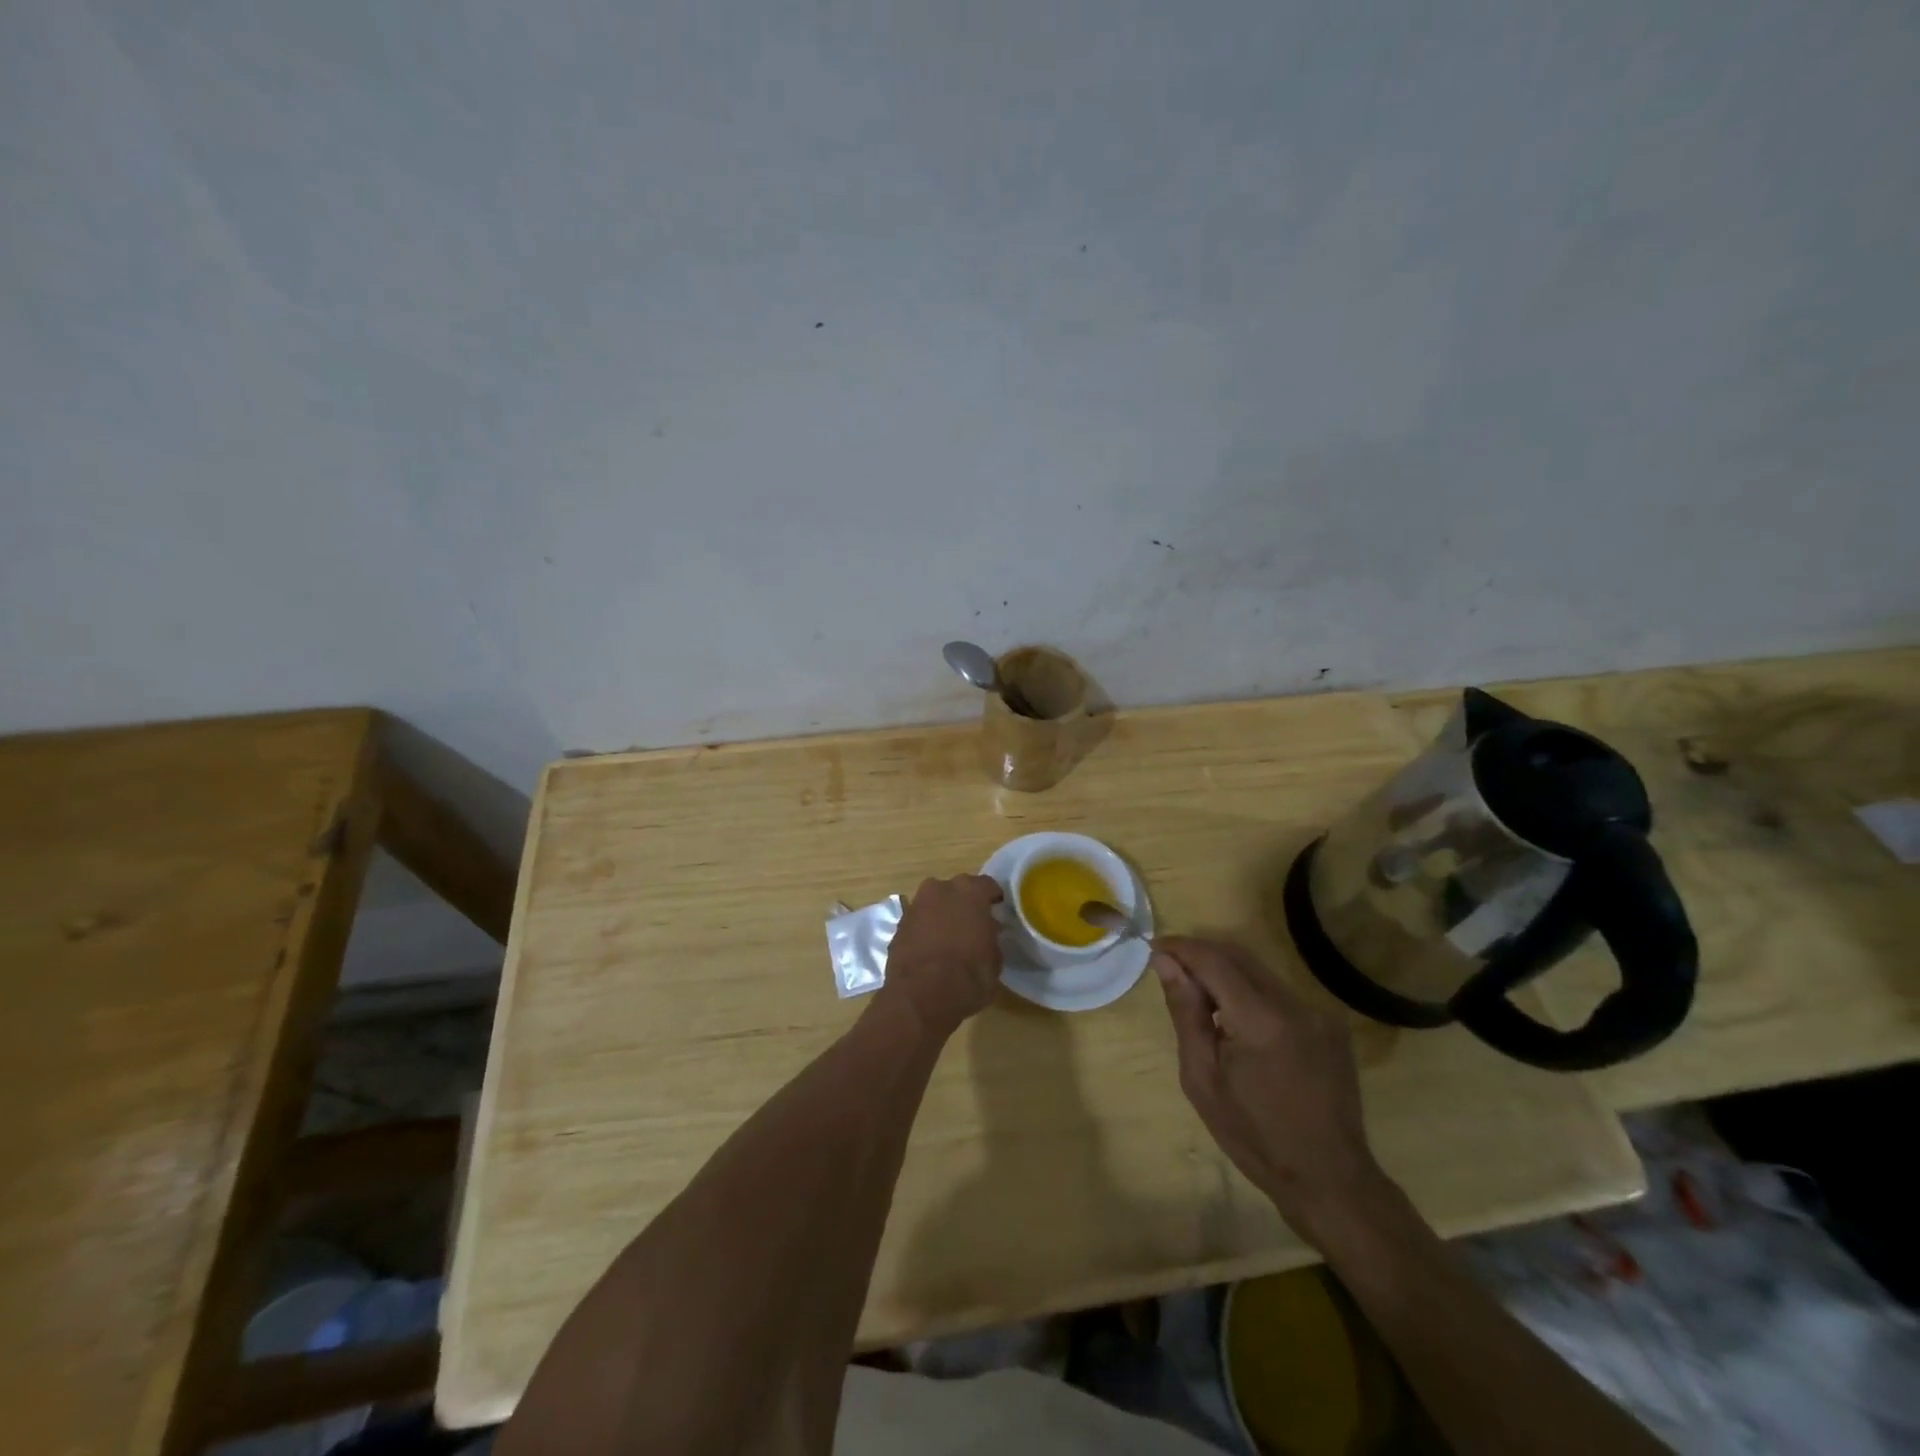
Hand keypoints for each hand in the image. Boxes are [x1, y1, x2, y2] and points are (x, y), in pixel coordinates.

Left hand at [879, 874, 1005, 1035]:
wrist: (921, 997)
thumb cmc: (968, 976)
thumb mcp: (995, 960)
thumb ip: (991, 937)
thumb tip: (986, 932)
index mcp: (970, 892)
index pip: (987, 885)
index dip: (993, 899)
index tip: (998, 911)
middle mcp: (940, 889)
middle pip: (957, 890)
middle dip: (964, 904)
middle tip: (973, 924)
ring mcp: (915, 905)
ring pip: (934, 904)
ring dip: (942, 915)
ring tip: (950, 938)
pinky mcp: (898, 925)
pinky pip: (918, 921)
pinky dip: (925, 930)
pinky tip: (931, 950)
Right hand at [1152, 936, 1391, 1245]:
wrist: (1329, 1179)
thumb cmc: (1255, 1137)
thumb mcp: (1202, 1078)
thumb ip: (1185, 1012)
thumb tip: (1165, 962)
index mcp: (1261, 1020)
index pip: (1213, 960)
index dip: (1181, 948)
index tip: (1154, 949)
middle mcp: (1294, 1004)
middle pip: (1238, 955)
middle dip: (1200, 954)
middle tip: (1171, 970)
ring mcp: (1317, 1012)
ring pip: (1258, 970)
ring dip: (1224, 972)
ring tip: (1201, 1001)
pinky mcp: (1329, 1023)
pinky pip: (1278, 991)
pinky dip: (1249, 992)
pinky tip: (1237, 1022)